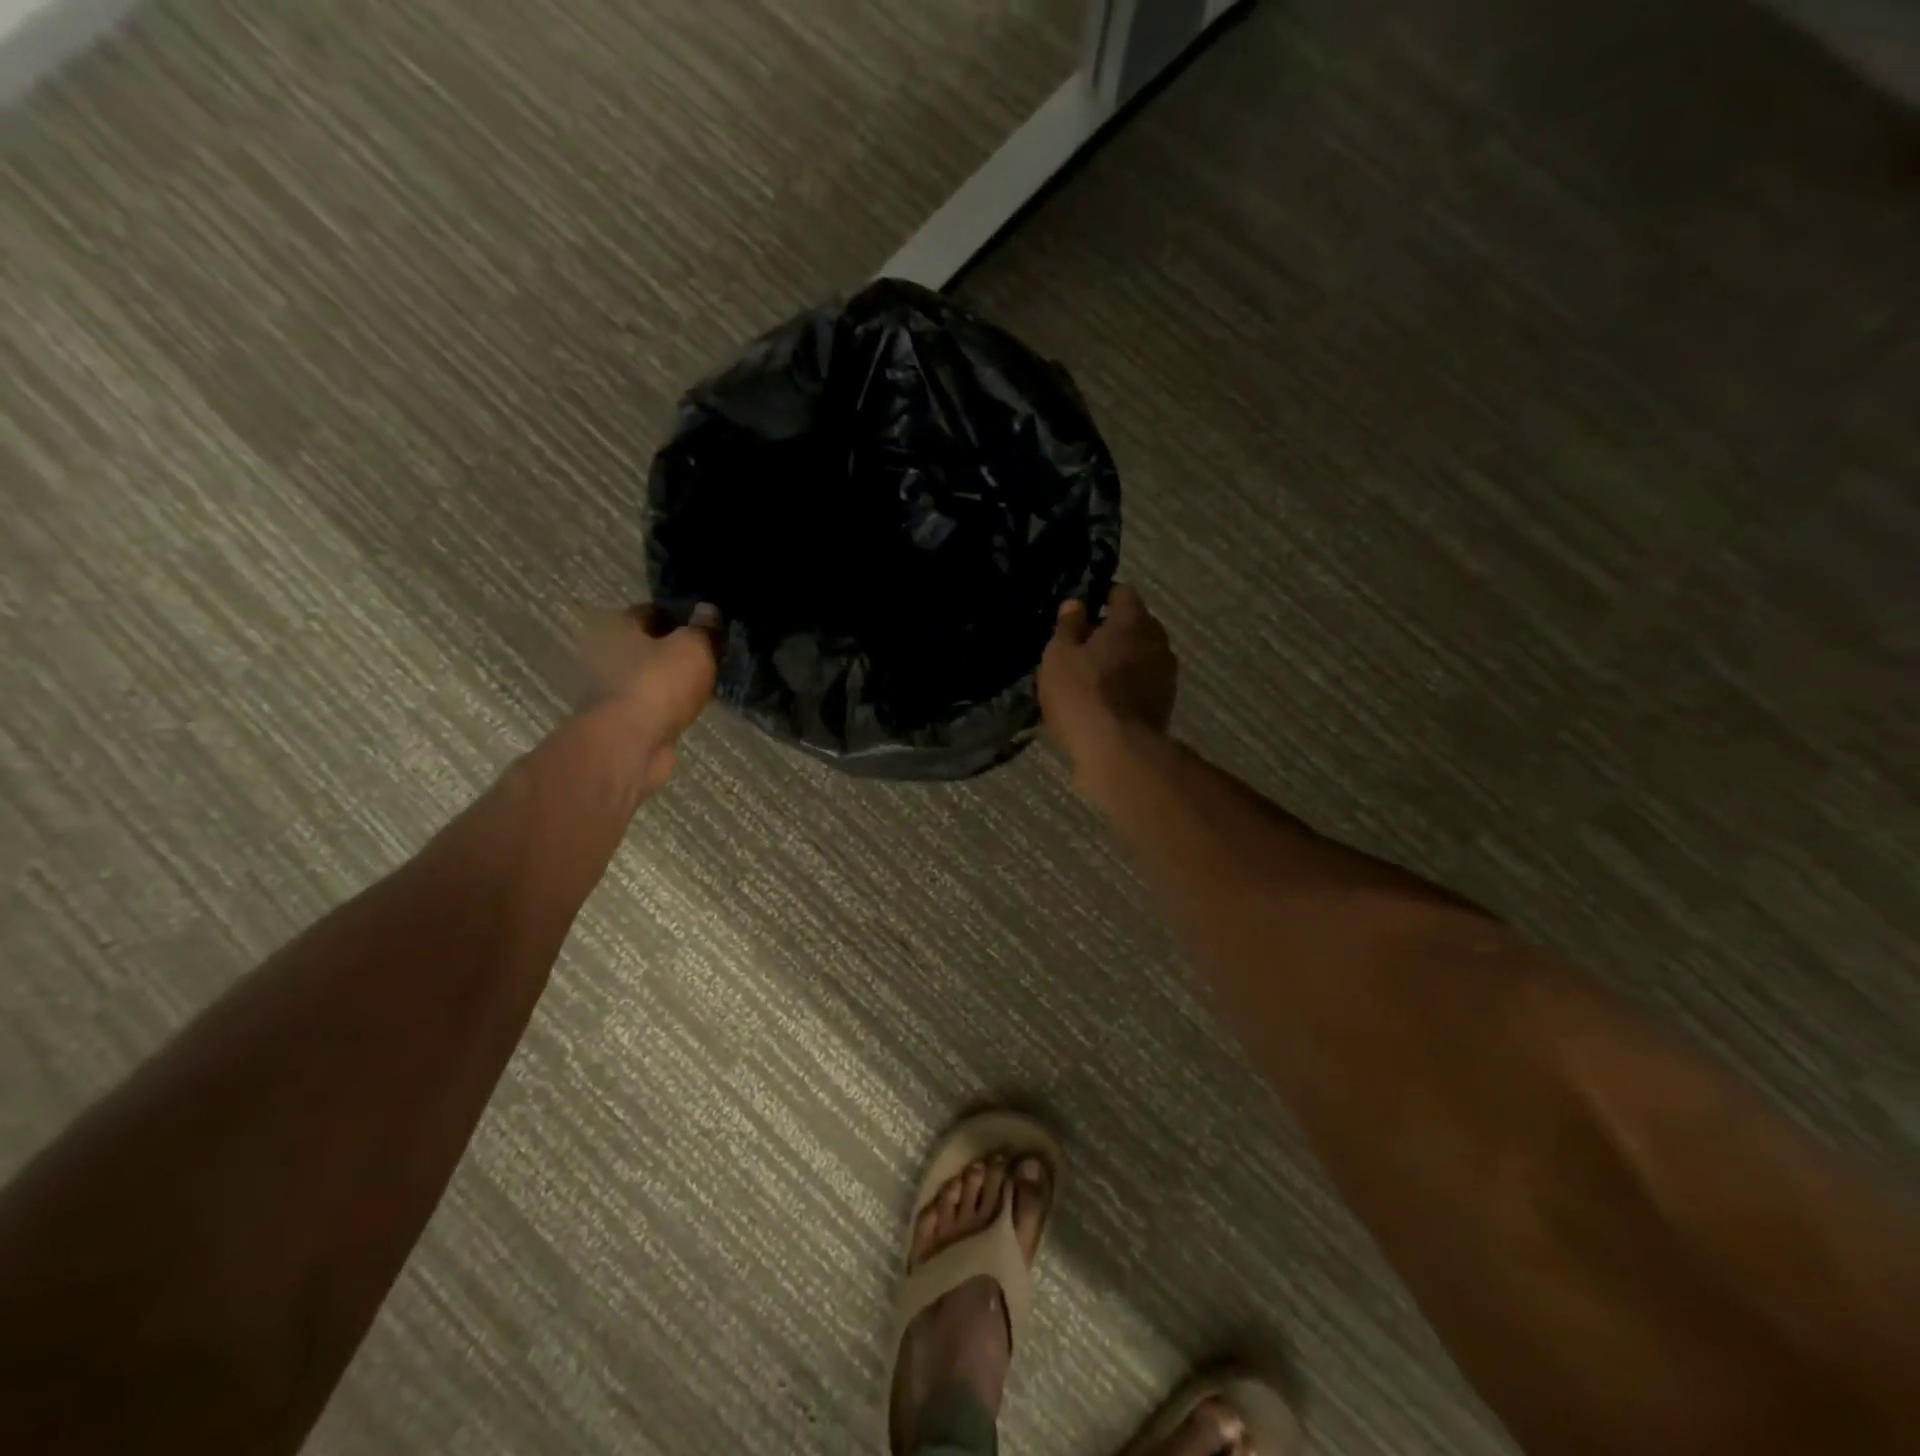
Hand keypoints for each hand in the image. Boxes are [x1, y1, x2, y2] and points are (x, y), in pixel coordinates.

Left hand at [575, 602, 719, 790]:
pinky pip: (648, 704)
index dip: (681, 617)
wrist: (628, 745)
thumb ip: (703, 628)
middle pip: (646, 645)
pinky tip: (686, 710)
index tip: (706, 629)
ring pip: (647, 677)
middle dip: (673, 651)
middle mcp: (602, 653)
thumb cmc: (658, 684)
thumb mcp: (693, 648)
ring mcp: (605, 690)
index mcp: (615, 625)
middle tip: (706, 658)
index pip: (652, 611)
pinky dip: (664, 706)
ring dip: (668, 681)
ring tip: (700, 686)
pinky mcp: (615, 721)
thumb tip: (708, 610)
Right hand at [1038, 584, 1177, 787]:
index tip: (1079, 613)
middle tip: (1081, 648)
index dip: (1100, 597)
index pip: (1122, 592)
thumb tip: (1076, 604)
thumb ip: (1068, 626)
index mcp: (1133, 620)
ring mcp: (1166, 674)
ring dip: (1121, 661)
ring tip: (1092, 678)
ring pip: (1140, 655)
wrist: (1117, 750)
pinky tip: (1106, 701)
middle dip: (1111, 631)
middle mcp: (1158, 641)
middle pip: (1134, 625)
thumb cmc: (1082, 693)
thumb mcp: (1059, 655)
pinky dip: (1128, 685)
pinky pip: (1143, 683)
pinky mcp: (1166, 704)